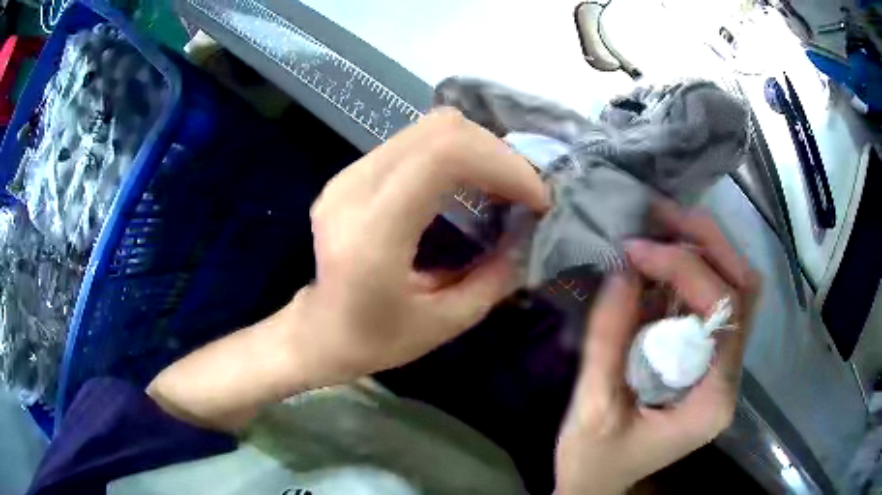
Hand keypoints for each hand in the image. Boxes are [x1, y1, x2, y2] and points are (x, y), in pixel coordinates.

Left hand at [148, 108, 546, 430]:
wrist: (318, 332)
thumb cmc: (376, 340)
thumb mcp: (447, 323)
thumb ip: (496, 277)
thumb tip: (529, 234)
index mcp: (373, 233)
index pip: (443, 156)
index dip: (502, 165)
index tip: (535, 199)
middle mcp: (353, 190)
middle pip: (439, 130)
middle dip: (497, 154)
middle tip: (523, 193)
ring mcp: (347, 176)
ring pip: (428, 128)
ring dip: (478, 151)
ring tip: (502, 187)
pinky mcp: (350, 174)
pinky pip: (414, 142)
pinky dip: (455, 154)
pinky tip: (469, 184)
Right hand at [554, 200, 759, 494]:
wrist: (596, 484)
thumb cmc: (594, 461)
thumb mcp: (593, 411)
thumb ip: (608, 342)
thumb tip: (622, 269)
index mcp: (712, 399)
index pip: (725, 312)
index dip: (686, 268)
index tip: (635, 250)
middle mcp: (728, 378)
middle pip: (743, 291)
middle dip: (708, 243)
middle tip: (661, 215)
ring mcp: (719, 368)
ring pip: (733, 290)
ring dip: (701, 250)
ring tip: (660, 226)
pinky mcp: (702, 361)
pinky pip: (707, 304)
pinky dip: (686, 273)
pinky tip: (656, 262)